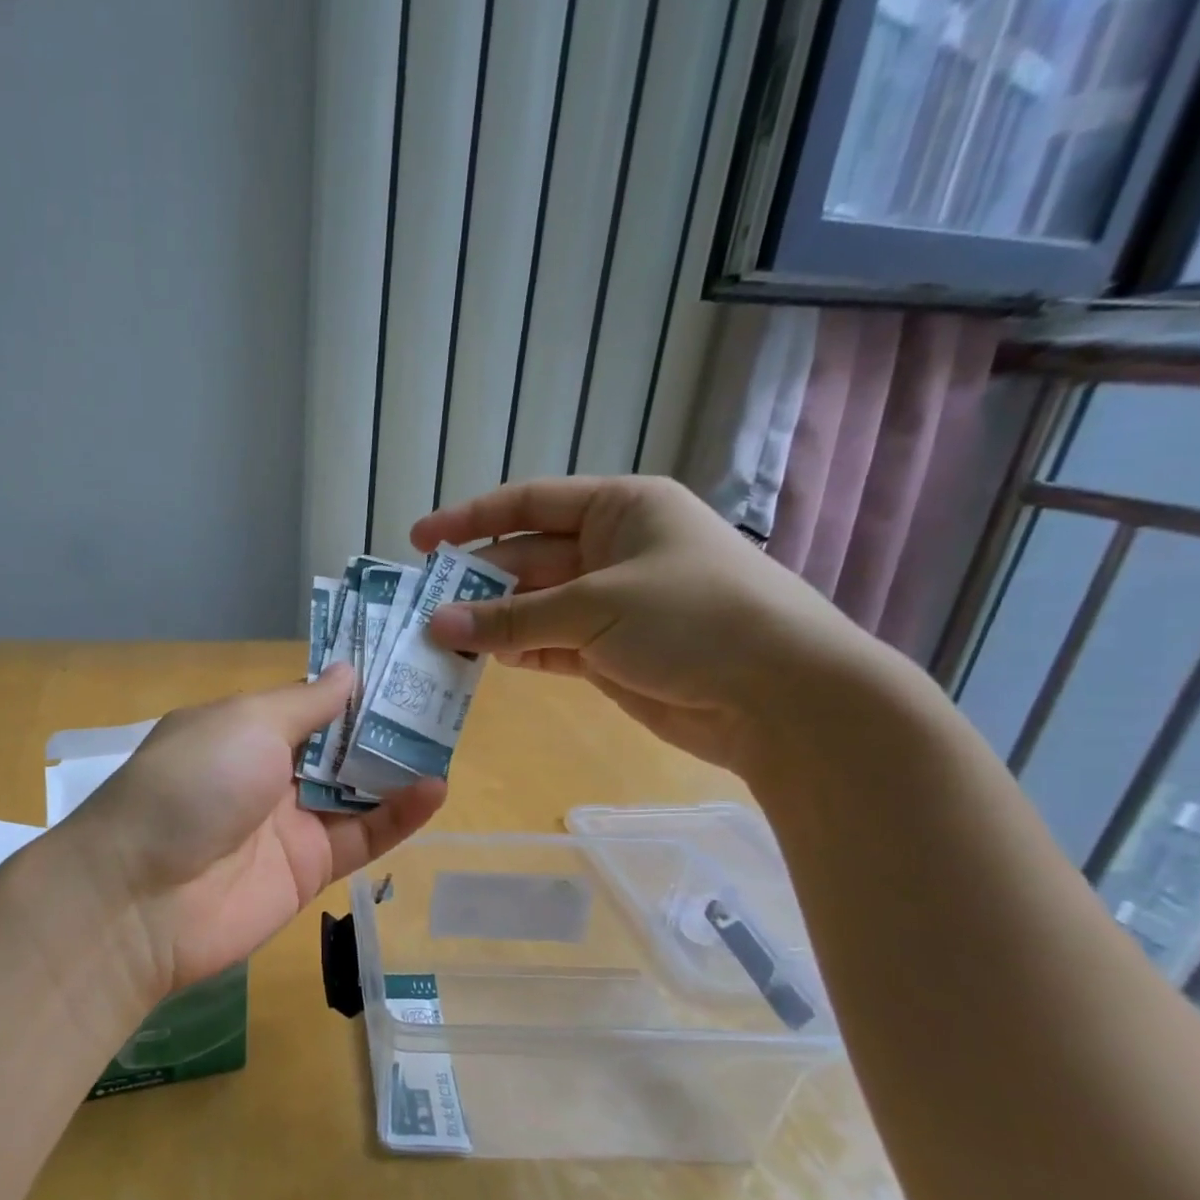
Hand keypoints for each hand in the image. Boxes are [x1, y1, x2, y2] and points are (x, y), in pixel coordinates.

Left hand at [62, 667, 443, 1000]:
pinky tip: (435, 790)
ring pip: (356, 789)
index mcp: (244, 729)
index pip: (309, 702)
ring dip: (399, 767)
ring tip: (450, 739)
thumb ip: (305, 703)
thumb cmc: (192, 784)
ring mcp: (290, 822)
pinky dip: (398, 816)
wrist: (144, 897)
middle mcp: (268, 772)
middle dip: (385, 724)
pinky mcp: (311, 869)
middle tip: (444, 696)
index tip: (404, 661)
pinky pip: (362, 836)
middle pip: (338, 744)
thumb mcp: (246, 724)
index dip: (353, 685)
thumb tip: (348, 670)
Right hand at [410, 475, 878, 772]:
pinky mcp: (610, 652)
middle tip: (422, 608)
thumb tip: (437, 625)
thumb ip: (512, 618)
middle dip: (475, 582)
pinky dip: (518, 652)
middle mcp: (612, 550)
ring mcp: (611, 604)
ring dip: (491, 623)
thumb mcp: (595, 606)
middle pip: (526, 558)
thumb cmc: (693, 619)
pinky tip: (482, 661)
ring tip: (439, 640)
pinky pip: (549, 645)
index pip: (529, 503)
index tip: (420, 542)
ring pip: (533, 607)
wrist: (779, 697)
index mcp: (620, 509)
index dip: (471, 519)